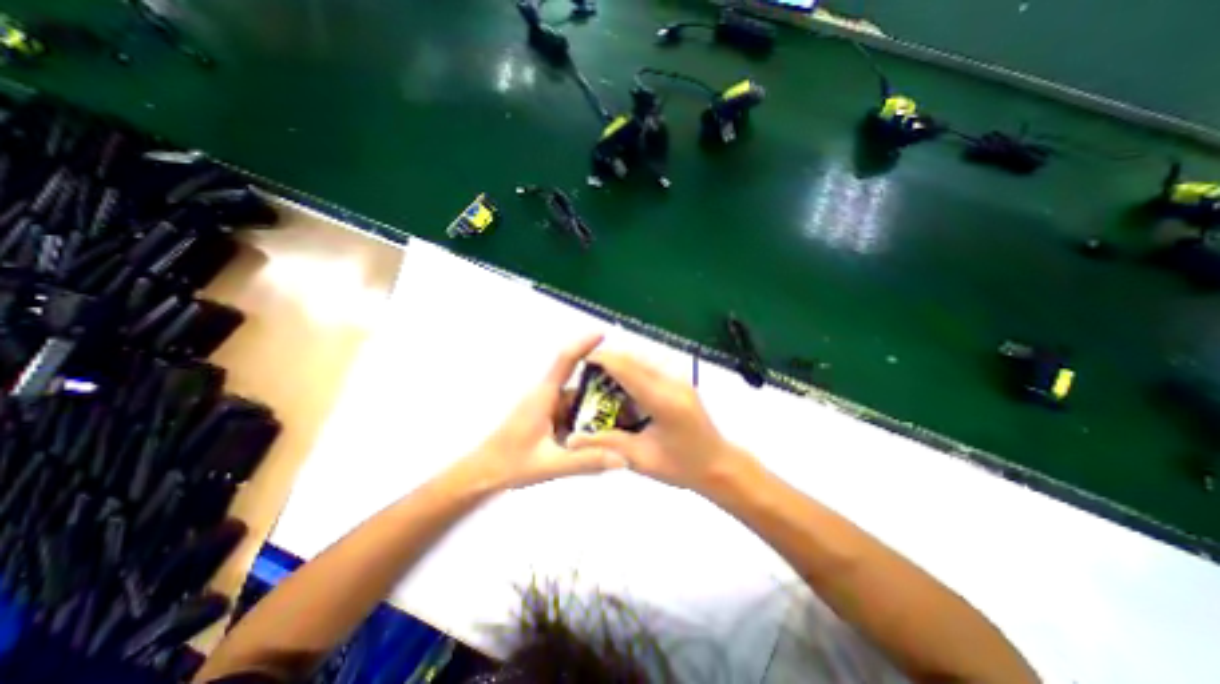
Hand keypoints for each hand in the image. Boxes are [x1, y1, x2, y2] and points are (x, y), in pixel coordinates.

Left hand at [458, 334, 627, 491]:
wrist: (483, 474)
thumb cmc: (509, 463)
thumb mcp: (549, 464)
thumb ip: (584, 461)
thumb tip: (622, 459)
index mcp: (544, 396)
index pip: (565, 360)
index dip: (584, 344)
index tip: (603, 334)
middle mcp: (547, 396)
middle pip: (579, 381)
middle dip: (604, 382)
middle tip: (632, 387)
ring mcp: (547, 408)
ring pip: (578, 399)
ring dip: (597, 403)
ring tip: (626, 410)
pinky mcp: (548, 419)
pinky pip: (573, 412)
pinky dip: (588, 417)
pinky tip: (605, 429)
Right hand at [570, 352, 749, 491]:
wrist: (720, 464)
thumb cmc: (682, 467)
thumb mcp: (641, 459)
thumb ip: (606, 444)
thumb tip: (571, 440)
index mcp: (663, 402)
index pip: (628, 370)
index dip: (603, 360)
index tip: (581, 359)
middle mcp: (672, 383)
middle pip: (635, 358)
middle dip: (608, 359)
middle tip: (585, 371)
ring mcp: (680, 379)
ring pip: (643, 359)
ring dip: (621, 362)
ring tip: (600, 376)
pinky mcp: (681, 381)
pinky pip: (651, 367)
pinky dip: (633, 369)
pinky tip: (622, 384)